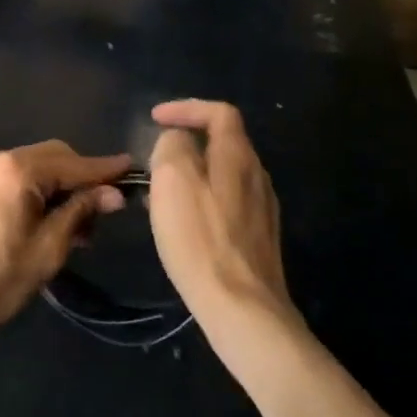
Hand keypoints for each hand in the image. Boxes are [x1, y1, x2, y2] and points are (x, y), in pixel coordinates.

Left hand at [0, 141, 131, 345]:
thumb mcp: (47, 249)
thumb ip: (80, 212)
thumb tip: (113, 193)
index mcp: (19, 169)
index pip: (75, 163)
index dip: (106, 170)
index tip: (134, 170)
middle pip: (54, 157)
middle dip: (82, 179)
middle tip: (104, 214)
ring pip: (36, 168)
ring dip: (60, 188)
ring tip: (79, 229)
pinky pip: (16, 179)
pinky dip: (38, 192)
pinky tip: (50, 222)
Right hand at [148, 100, 293, 331]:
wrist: (243, 308)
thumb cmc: (201, 239)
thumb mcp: (173, 180)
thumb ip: (172, 147)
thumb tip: (176, 141)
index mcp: (238, 156)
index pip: (218, 112)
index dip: (186, 108)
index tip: (155, 119)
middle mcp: (257, 175)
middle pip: (224, 142)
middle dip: (187, 142)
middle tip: (155, 157)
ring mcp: (262, 209)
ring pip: (225, 174)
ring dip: (193, 173)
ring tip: (163, 191)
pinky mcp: (259, 239)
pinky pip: (227, 202)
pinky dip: (203, 199)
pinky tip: (185, 224)